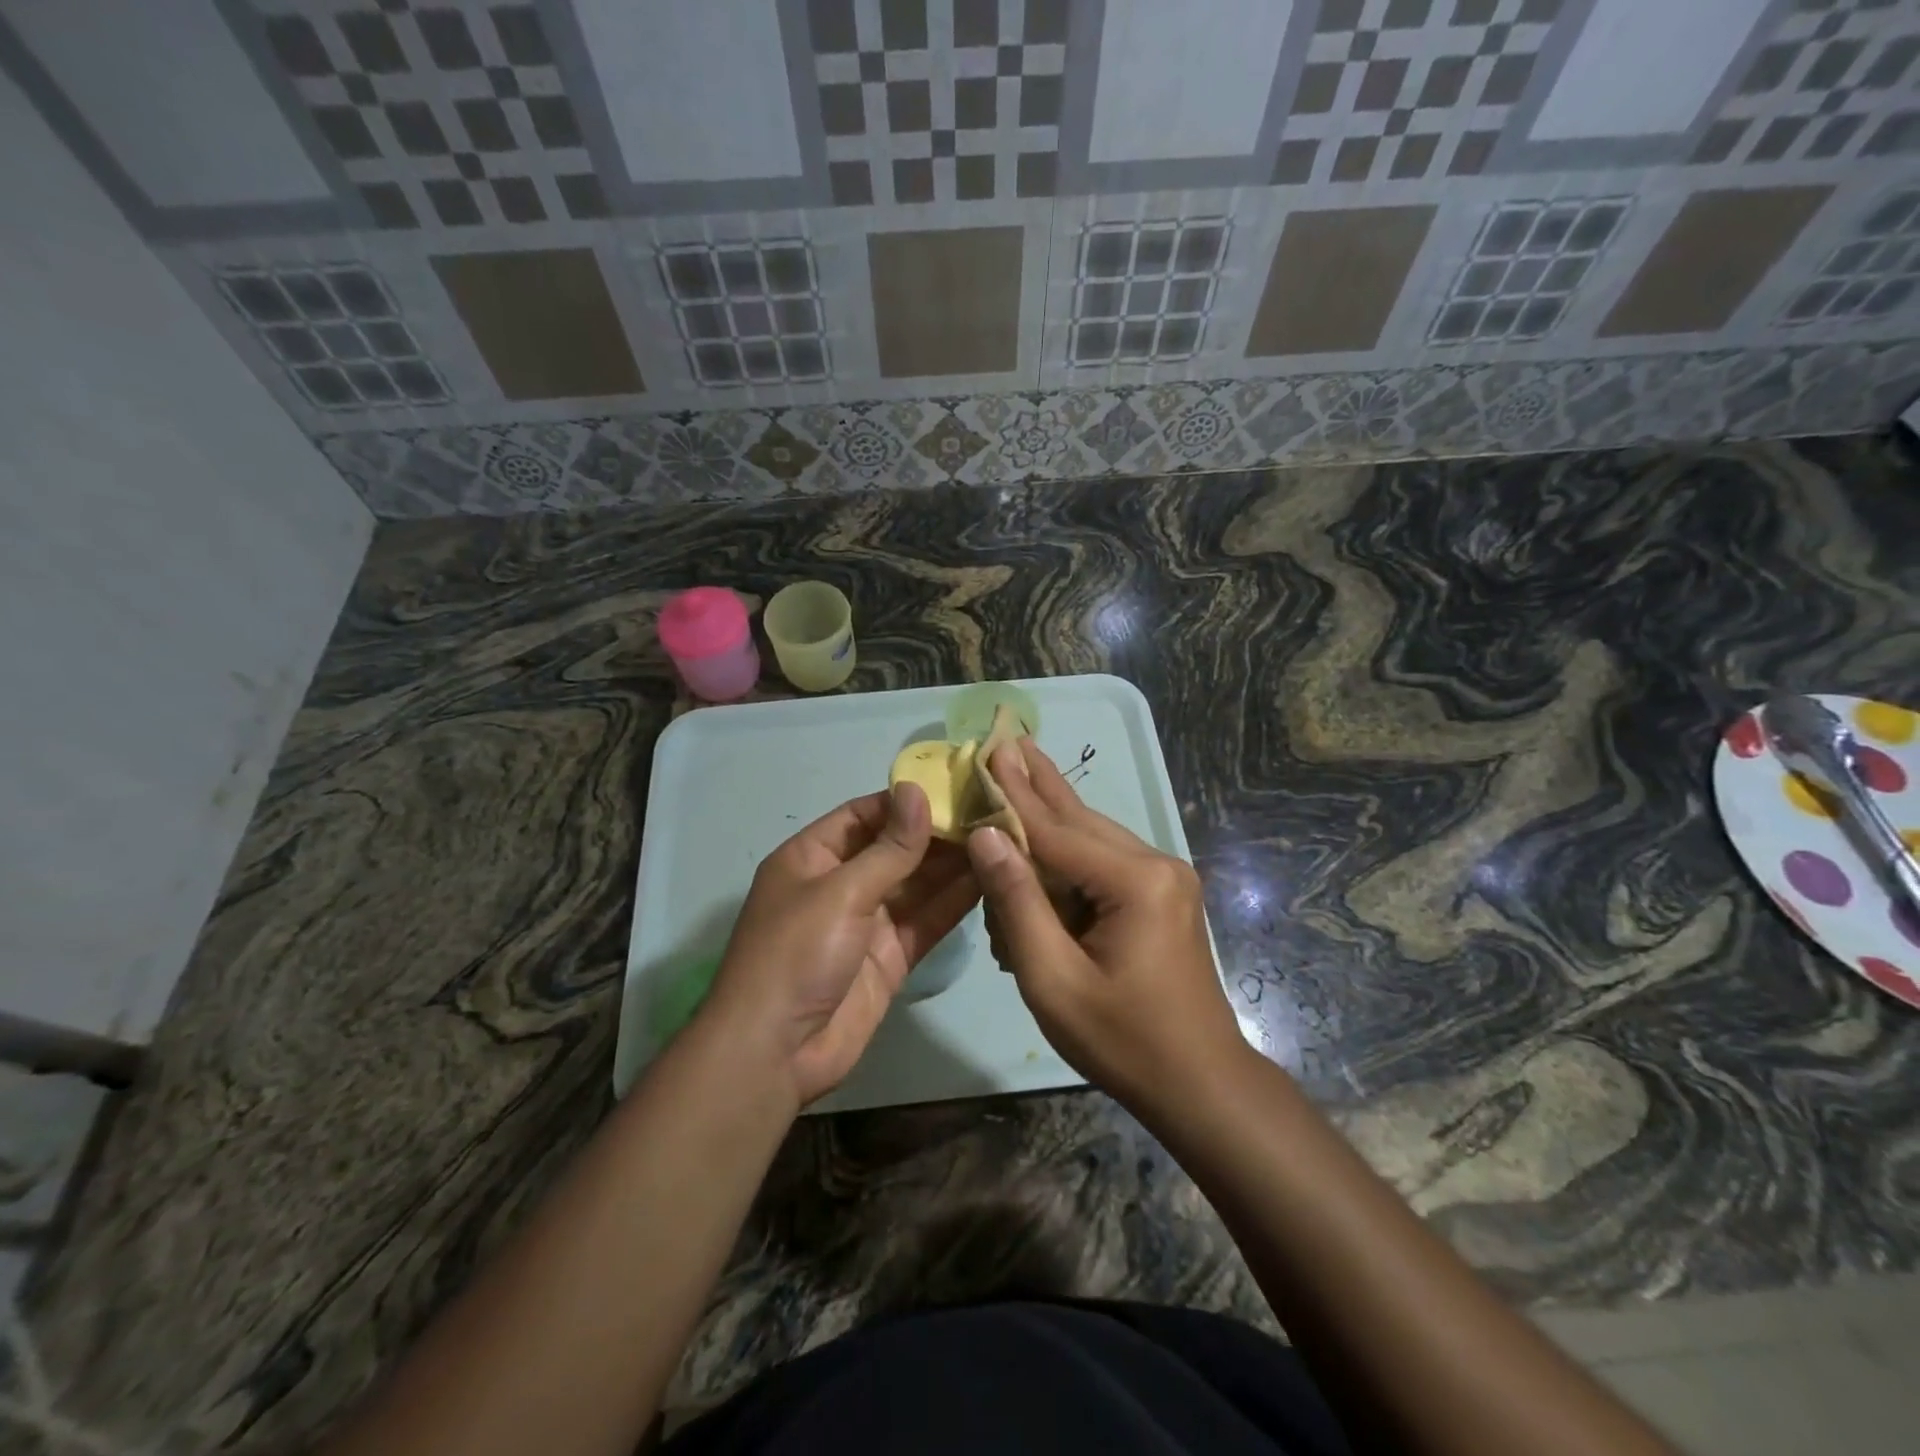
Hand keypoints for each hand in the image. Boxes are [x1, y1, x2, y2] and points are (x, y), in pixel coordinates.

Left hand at [699, 784, 978, 1107]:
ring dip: (953, 865)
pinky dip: (954, 903)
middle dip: (937, 832)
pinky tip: (990, 879)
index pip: (863, 814)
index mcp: (812, 857)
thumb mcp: (841, 891)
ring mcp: (866, 923)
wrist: (775, 1053)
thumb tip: (917, 790)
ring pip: (916, 885)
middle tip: (991, 811)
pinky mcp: (889, 957)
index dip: (905, 801)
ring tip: (1002, 838)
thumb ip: (889, 847)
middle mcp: (840, 884)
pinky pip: (926, 921)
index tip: (955, 786)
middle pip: (895, 848)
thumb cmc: (796, 954)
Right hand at [965, 739, 1246, 1105]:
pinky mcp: (1161, 894)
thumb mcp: (1053, 979)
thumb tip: (987, 835)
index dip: (1012, 794)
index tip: (986, 751)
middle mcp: (1157, 864)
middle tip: (1006, 738)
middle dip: (1036, 784)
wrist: (1199, 1084)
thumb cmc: (1122, 1040)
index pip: (1055, 831)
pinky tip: (1041, 836)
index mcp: (1136, 882)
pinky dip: (1066, 858)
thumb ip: (1018, 902)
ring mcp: (1164, 878)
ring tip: (1019, 768)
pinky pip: (1103, 863)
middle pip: (1079, 820)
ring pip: (1092, 837)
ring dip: (1049, 818)